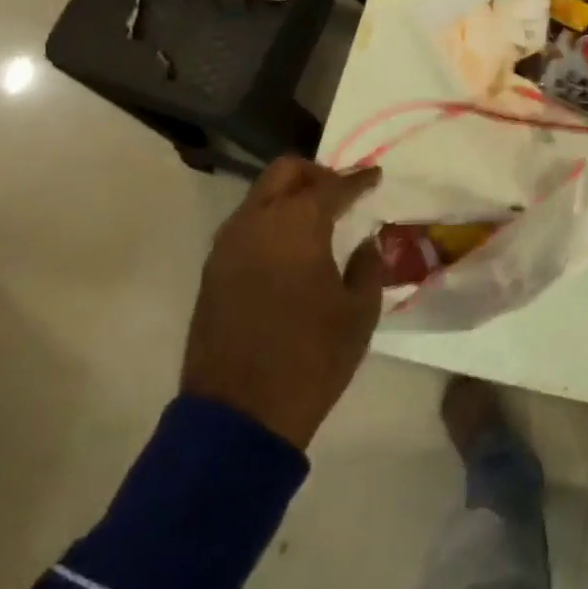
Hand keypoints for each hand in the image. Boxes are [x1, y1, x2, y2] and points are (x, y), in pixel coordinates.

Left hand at [181, 157, 383, 448]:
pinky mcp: (212, 272)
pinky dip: (270, 221)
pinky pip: (245, 226)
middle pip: (285, 172)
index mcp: (297, 225)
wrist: (239, 416)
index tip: (375, 176)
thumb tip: (364, 243)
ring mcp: (227, 246)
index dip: (359, 179)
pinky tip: (290, 246)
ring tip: (317, 218)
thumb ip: (367, 266)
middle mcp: (257, 223)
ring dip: (289, 196)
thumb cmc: (311, 358)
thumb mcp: (359, 312)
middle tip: (341, 191)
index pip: (333, 186)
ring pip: (259, 196)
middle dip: (317, 173)